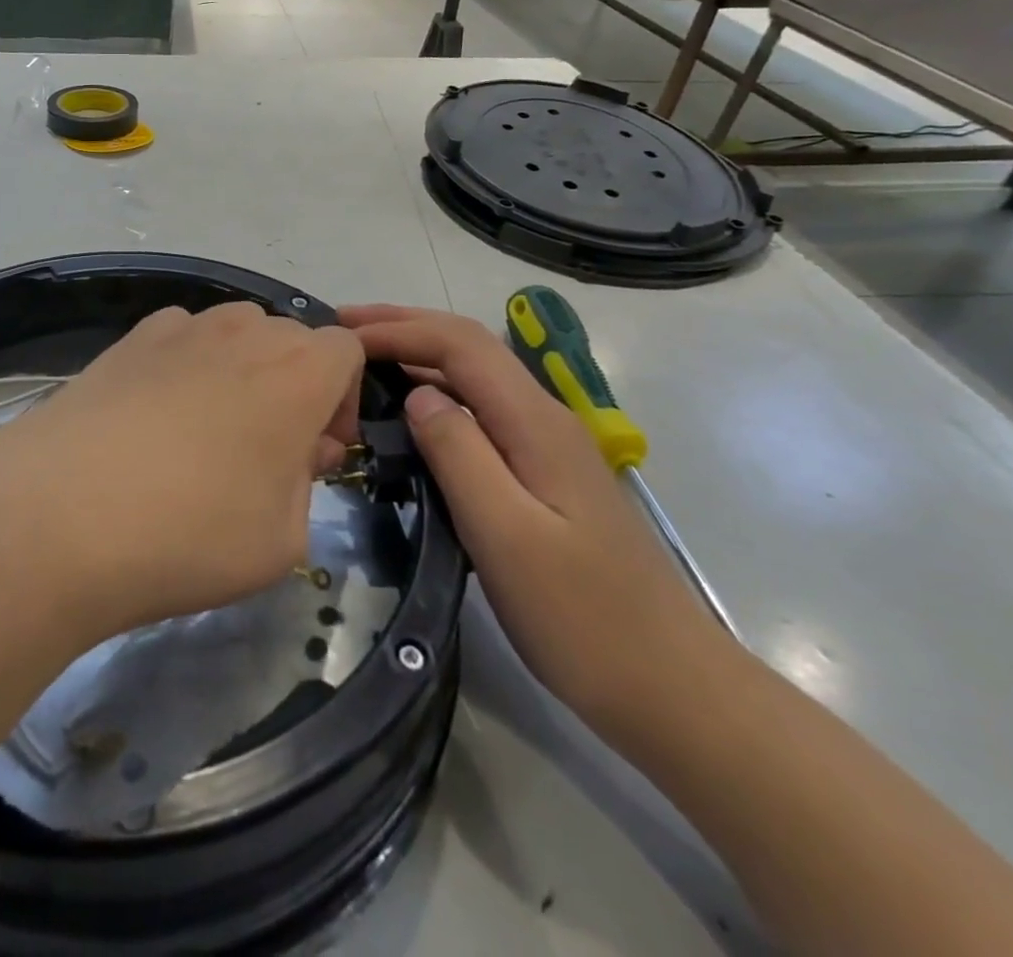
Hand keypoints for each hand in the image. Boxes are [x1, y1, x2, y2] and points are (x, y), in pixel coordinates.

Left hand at [0, 302, 363, 635]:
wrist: (60, 516)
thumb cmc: (191, 533)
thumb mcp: (283, 540)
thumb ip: (306, 484)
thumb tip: (296, 450)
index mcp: (299, 372)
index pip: (347, 350)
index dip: (341, 400)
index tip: (315, 452)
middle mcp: (244, 332)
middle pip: (290, 339)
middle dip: (294, 386)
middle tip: (265, 452)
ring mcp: (181, 328)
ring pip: (234, 332)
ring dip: (241, 371)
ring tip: (206, 432)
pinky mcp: (128, 339)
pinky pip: (180, 338)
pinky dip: (186, 365)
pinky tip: (154, 418)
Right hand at [341, 304, 743, 749]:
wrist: (671, 687)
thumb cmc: (582, 616)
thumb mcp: (506, 535)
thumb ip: (459, 453)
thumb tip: (417, 393)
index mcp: (535, 422)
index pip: (460, 344)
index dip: (399, 329)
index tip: (342, 336)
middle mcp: (544, 418)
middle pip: (469, 347)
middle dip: (404, 327)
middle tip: (341, 328)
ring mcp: (547, 446)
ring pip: (475, 376)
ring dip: (418, 354)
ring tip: (362, 359)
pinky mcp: (544, 474)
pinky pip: (481, 410)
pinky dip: (436, 392)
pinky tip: (410, 412)